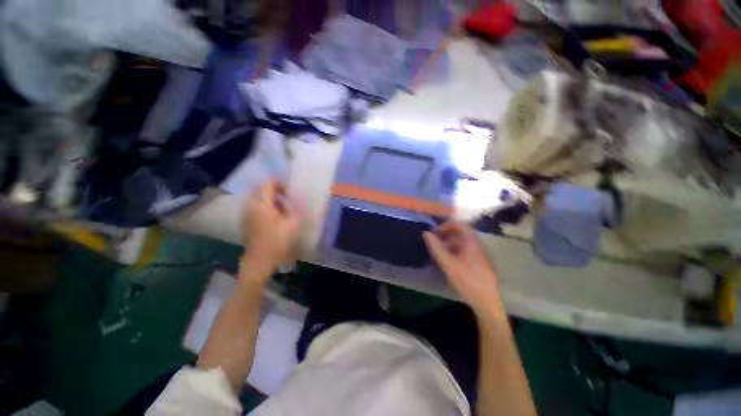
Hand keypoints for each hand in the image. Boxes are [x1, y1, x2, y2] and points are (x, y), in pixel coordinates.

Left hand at [240, 181, 299, 285]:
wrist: (260, 261)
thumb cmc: (277, 241)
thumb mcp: (292, 224)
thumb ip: (294, 209)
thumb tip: (296, 200)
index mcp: (261, 204)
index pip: (267, 185)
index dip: (280, 183)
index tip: (291, 189)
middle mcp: (251, 206)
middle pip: (262, 191)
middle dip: (276, 191)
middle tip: (289, 198)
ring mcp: (247, 214)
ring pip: (259, 199)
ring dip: (271, 200)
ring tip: (285, 207)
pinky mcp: (247, 222)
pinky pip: (256, 208)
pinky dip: (267, 207)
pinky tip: (277, 217)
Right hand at [423, 222, 501, 313]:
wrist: (487, 303)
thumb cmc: (467, 280)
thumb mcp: (447, 263)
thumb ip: (436, 247)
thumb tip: (426, 233)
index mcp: (472, 241)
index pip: (459, 225)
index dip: (445, 226)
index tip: (434, 233)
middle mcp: (478, 245)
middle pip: (461, 233)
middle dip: (446, 236)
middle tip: (435, 243)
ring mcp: (481, 254)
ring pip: (463, 243)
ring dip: (450, 244)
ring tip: (440, 253)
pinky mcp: (481, 263)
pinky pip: (466, 251)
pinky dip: (456, 252)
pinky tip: (449, 262)